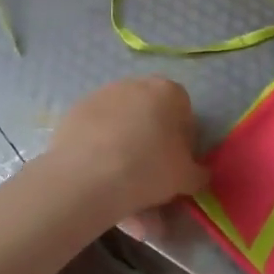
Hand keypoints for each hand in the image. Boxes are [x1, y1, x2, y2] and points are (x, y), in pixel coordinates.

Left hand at [49, 77, 209, 219]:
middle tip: (150, 176)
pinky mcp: (74, 113)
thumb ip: (199, 173)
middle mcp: (135, 85)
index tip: (177, 165)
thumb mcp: (187, 178)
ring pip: (122, 126)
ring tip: (121, 188)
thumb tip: (199, 174)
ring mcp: (101, 96)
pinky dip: (100, 153)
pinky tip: (99, 181)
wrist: (87, 177)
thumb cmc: (149, 169)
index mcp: (168, 92)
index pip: (184, 112)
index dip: (183, 141)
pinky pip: (96, 134)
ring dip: (126, 150)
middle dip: (152, 144)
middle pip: (151, 116)